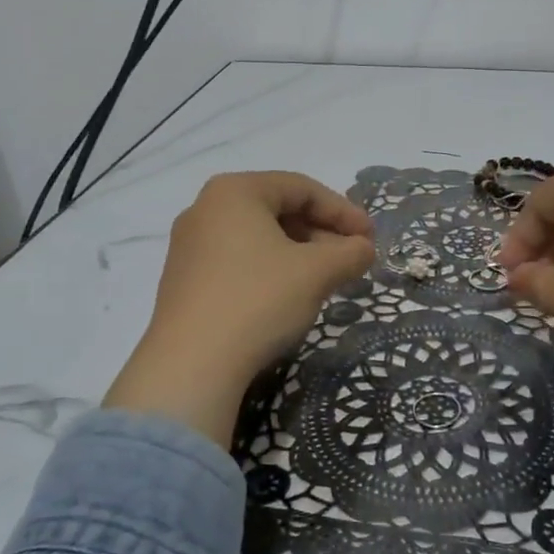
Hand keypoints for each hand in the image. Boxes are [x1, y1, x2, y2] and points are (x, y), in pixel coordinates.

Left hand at [105, 172, 373, 443]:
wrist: (192, 364)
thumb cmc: (258, 300)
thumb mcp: (317, 272)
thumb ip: (350, 253)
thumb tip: (363, 249)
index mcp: (235, 191)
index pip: (302, 188)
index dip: (343, 211)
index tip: (370, 239)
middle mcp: (205, 208)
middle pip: (278, 210)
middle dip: (321, 233)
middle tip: (351, 260)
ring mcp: (189, 245)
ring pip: (258, 238)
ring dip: (299, 254)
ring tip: (325, 280)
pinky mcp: (184, 280)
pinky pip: (237, 261)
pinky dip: (271, 270)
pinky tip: (288, 297)